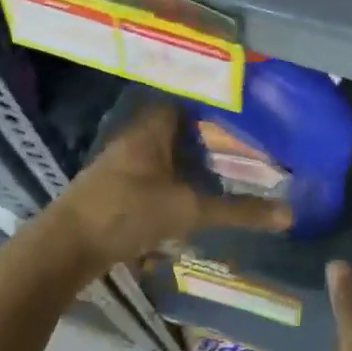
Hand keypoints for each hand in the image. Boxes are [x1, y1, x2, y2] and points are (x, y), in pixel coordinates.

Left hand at [40, 103, 290, 283]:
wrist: (64, 249)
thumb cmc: (127, 213)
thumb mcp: (187, 211)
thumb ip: (236, 211)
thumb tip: (288, 214)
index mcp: (151, 129)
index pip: (187, 101)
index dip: (214, 106)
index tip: (245, 116)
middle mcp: (134, 138)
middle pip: (176, 128)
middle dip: (206, 137)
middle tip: (242, 147)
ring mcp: (119, 163)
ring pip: (162, 153)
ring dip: (188, 162)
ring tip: (223, 172)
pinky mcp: (111, 188)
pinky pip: (151, 174)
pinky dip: (172, 181)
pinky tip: (190, 198)